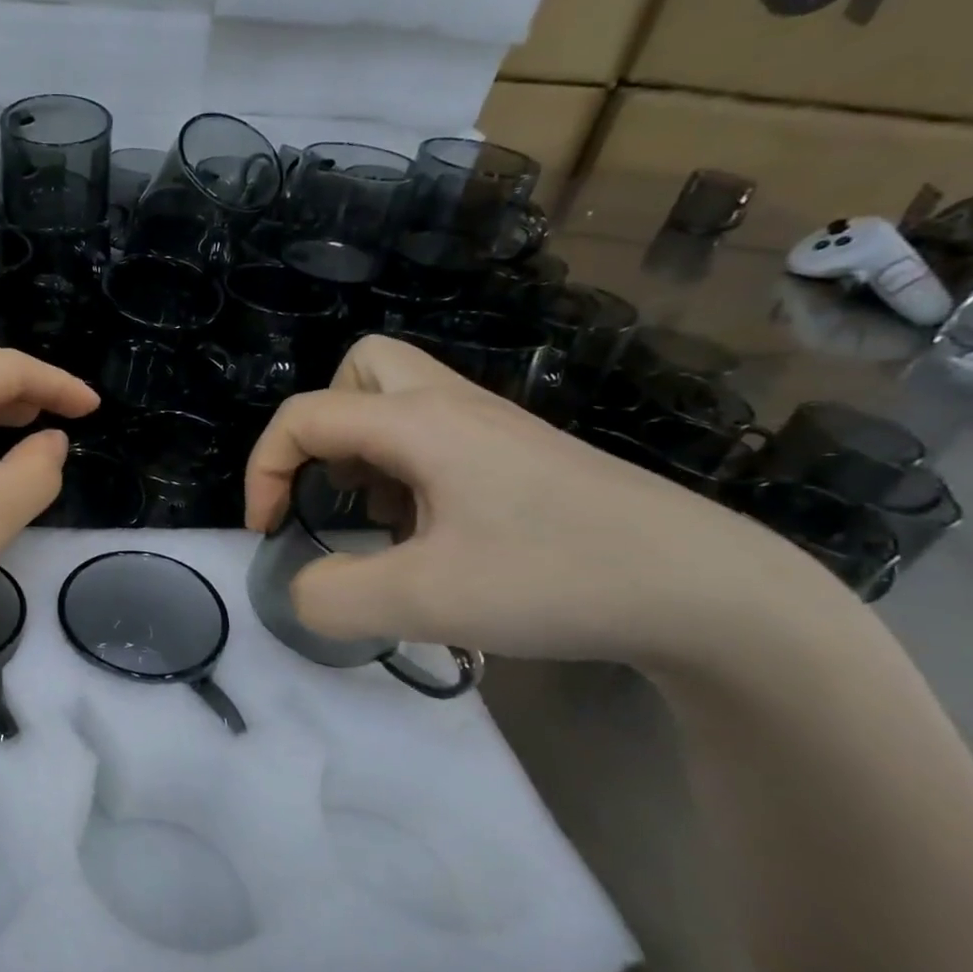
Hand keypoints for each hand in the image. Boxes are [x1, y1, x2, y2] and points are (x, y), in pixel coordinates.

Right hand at [244, 335, 837, 667]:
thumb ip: (333, 597)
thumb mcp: (424, 602)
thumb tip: (301, 589)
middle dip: (321, 427)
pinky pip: (434, 436)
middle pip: (360, 369)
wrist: (707, 590)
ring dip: (362, 450)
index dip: (264, 470)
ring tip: (378, 518)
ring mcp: (493, 429)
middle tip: (330, 489)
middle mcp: (453, 407)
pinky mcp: (519, 457)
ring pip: (398, 399)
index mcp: (420, 423)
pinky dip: (404, 470)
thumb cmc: (556, 578)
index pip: (305, 416)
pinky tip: (428, 531)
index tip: (269, 532)